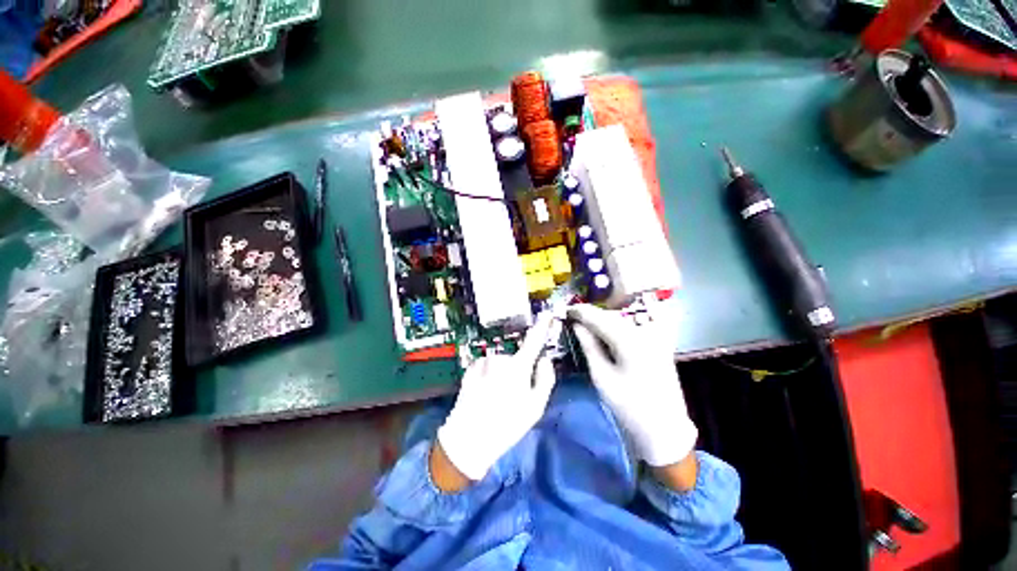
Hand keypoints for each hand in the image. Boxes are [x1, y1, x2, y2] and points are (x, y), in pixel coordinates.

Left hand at [436, 313, 558, 481]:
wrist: (468, 439)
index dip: (542, 325)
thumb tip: (545, 360)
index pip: (533, 340)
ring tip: (496, 397)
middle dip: (517, 370)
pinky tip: (483, 393)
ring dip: (500, 374)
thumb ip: (545, 379)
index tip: (547, 314)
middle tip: (512, 395)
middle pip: (515, 357)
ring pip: (499, 362)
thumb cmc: (507, 425)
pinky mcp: (470, 369)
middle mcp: (500, 358)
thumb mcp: (535, 408)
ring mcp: (483, 362)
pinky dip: (487, 375)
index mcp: (518, 366)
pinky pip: (485, 366)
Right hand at [567, 303, 697, 467]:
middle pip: (612, 315)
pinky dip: (617, 326)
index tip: (566, 310)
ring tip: (586, 323)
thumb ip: (589, 346)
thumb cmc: (628, 406)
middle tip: (574, 317)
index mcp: (630, 341)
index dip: (581, 311)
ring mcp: (656, 336)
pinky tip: (606, 331)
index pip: (600, 317)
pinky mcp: (660, 343)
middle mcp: (645, 332)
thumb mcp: (601, 376)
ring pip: (623, 319)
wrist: (663, 428)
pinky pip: (634, 326)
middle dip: (592, 315)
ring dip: (604, 319)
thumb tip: (577, 325)